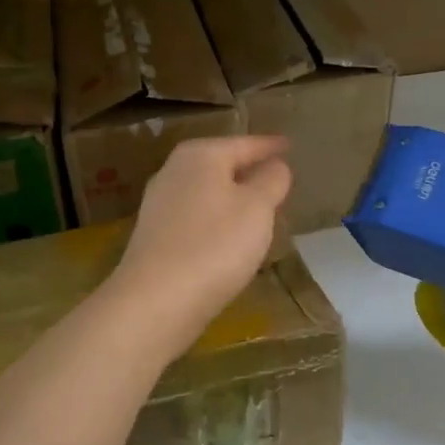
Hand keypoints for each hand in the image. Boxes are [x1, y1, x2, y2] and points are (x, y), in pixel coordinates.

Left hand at [108, 136, 292, 360]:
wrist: (155, 300)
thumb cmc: (215, 244)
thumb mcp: (257, 208)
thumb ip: (270, 181)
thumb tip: (275, 165)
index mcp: (200, 155)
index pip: (244, 143)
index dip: (270, 146)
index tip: (289, 145)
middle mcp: (173, 171)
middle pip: (220, 165)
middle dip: (247, 171)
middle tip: (276, 178)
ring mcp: (159, 205)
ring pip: (206, 192)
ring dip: (231, 198)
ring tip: (258, 209)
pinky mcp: (154, 237)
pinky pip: (195, 219)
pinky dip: (215, 221)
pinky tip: (228, 239)